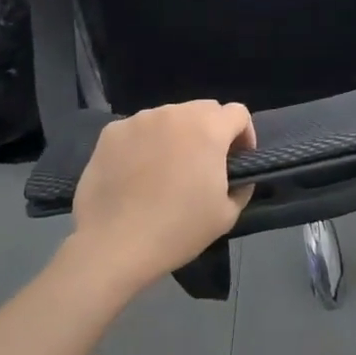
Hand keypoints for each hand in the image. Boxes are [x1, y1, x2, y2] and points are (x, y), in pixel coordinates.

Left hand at [69, 101, 255, 293]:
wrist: (113, 245)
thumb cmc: (176, 230)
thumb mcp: (226, 215)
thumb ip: (241, 185)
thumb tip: (237, 174)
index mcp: (208, 129)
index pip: (238, 112)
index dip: (244, 134)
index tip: (236, 160)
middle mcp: (175, 113)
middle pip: (203, 110)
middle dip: (210, 131)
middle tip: (202, 165)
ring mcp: (140, 119)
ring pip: (169, 117)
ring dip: (176, 135)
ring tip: (165, 170)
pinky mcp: (112, 131)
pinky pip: (139, 129)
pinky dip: (144, 143)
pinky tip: (135, 173)